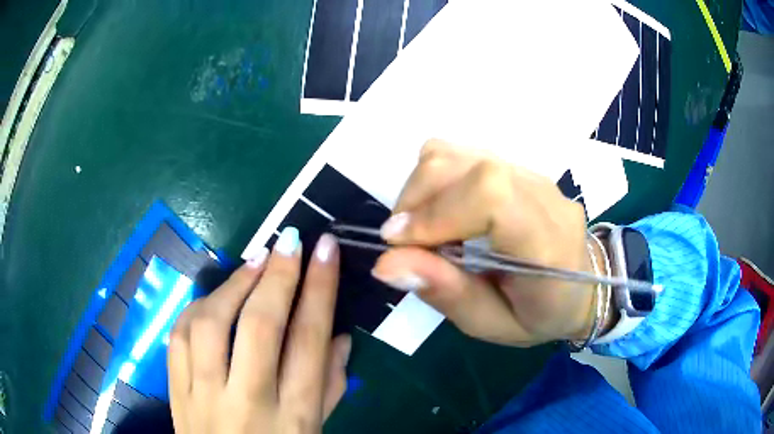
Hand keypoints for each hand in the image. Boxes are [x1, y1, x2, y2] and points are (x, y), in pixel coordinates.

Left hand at [168, 229, 349, 433]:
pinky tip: (215, 296)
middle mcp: (246, 403)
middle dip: (277, 276)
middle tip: (289, 241)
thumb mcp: (315, 431)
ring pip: (210, 324)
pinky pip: (178, 336)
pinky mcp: (174, 391)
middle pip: (259, 328)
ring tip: (254, 262)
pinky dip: (197, 307)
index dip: (320, 289)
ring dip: (233, 284)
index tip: (325, 250)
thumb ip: (331, 387)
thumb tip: (340, 335)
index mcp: (293, 418)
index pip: (310, 342)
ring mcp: (202, 396)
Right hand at [372, 140, 597, 346]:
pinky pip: (461, 156)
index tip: (399, 243)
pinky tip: (441, 212)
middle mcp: (542, 194)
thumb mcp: (493, 325)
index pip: (490, 195)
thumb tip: (386, 263)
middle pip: (465, 164)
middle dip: (416, 200)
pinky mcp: (516, 166)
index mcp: (546, 242)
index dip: (436, 212)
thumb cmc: (540, 315)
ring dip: (421, 189)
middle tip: (404, 243)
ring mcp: (530, 173)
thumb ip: (447, 293)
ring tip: (422, 230)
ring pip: (455, 153)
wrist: (581, 285)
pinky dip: (435, 181)